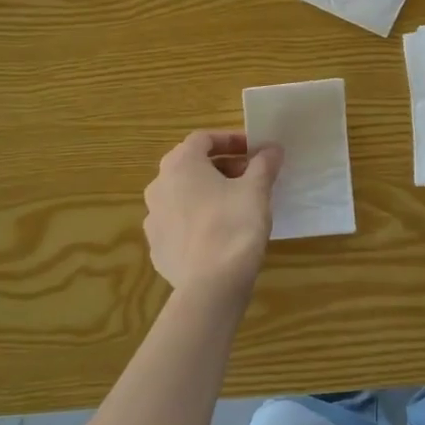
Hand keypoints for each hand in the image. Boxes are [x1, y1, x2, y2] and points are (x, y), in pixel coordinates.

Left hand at [143, 130, 282, 295]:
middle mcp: (159, 185)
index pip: (203, 139)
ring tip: (235, 206)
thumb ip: (264, 164)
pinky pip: (178, 224)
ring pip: (183, 196)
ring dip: (207, 193)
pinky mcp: (157, 247)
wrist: (211, 285)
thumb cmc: (234, 225)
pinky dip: (197, 221)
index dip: (231, 140)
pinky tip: (218, 235)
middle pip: (191, 166)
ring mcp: (153, 218)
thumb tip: (272, 149)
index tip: (254, 151)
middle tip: (249, 178)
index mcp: (180, 164)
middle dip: (222, 167)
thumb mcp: (256, 190)